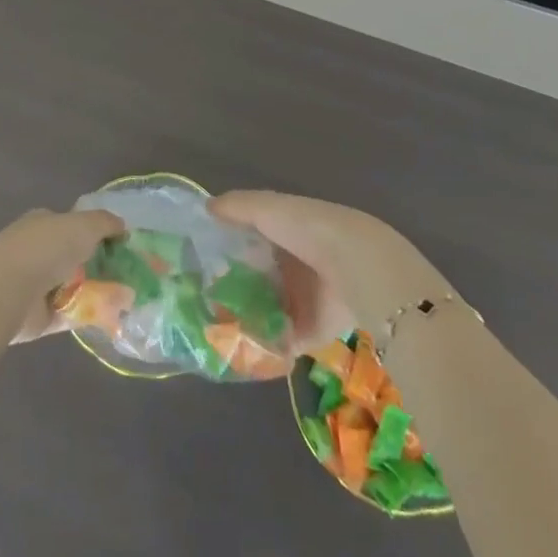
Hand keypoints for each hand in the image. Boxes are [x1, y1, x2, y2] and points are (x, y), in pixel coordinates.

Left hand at [0, 208, 123, 343]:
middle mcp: (37, 251)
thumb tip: (122, 227)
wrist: (8, 291)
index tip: (119, 245)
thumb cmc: (46, 248)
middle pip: (74, 257)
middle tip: (129, 274)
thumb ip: (105, 223)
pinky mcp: (38, 318)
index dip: (95, 233)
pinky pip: (70, 314)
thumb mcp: (84, 224)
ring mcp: (35, 285)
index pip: (72, 225)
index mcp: (43, 223)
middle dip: (99, 265)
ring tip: (128, 299)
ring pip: (74, 287)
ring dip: (97, 292)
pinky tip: (113, 317)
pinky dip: (89, 315)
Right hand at [209, 191, 455, 352]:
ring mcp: (306, 298)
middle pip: (259, 276)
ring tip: (212, 327)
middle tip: (200, 298)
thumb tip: (206, 206)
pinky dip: (265, 346)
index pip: (254, 237)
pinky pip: (283, 341)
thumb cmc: (308, 229)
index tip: (199, 258)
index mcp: (288, 230)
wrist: (358, 268)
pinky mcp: (314, 330)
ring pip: (269, 309)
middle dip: (234, 286)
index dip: (229, 246)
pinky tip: (237, 349)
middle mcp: (297, 263)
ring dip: (247, 317)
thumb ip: (237, 207)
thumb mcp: (269, 208)